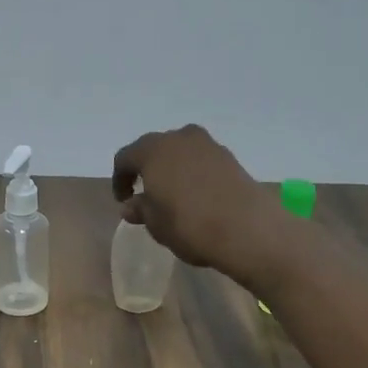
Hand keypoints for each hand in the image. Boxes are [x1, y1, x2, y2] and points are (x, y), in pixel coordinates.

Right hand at [112, 124, 290, 288]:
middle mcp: (179, 138)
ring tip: (173, 195)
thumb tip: (131, 205)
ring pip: (181, 152)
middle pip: (154, 148)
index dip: (120, 179)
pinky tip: (198, 196)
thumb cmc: (189, 225)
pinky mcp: (230, 157)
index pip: (125, 158)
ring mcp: (208, 145)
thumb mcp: (156, 223)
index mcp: (153, 150)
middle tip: (145, 194)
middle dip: (147, 169)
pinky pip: (202, 160)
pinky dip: (194, 173)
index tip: (123, 200)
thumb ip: (141, 209)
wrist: (248, 229)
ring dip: (173, 169)